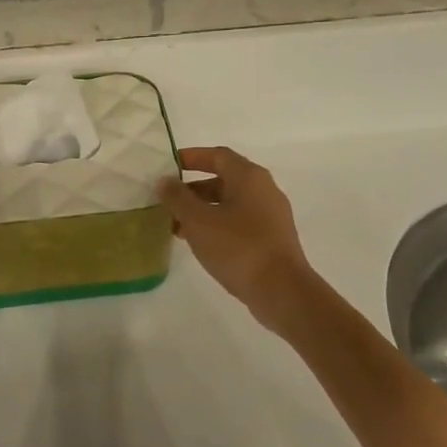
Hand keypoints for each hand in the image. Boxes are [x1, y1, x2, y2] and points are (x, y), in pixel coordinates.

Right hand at [158, 146, 319, 332]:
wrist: (281, 290)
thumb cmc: (238, 247)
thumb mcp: (198, 220)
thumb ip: (178, 198)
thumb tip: (165, 180)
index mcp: (249, 177)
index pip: (218, 155)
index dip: (192, 157)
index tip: (168, 167)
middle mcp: (264, 189)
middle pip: (223, 180)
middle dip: (193, 190)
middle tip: (167, 203)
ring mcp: (271, 215)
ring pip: (230, 204)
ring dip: (202, 211)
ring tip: (176, 227)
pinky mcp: (272, 238)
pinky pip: (239, 222)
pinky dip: (217, 226)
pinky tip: (199, 244)